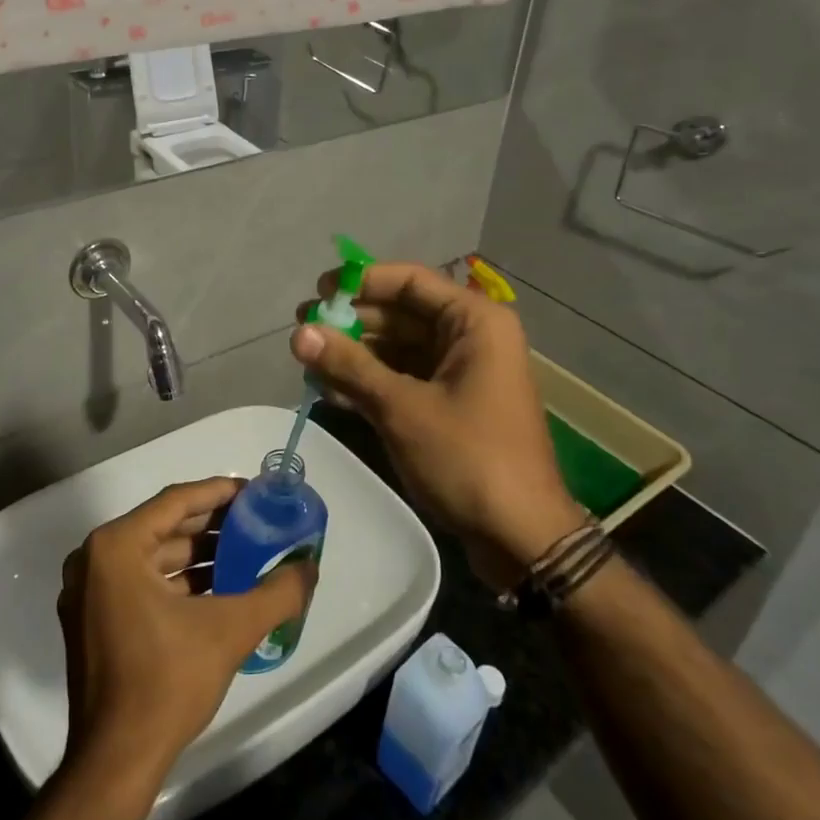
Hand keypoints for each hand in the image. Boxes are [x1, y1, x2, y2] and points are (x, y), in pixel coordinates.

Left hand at [57, 478, 315, 789]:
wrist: (115, 764)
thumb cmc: (166, 684)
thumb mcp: (231, 631)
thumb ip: (277, 593)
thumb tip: (310, 566)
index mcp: (115, 547)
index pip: (176, 502)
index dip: (219, 492)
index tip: (254, 491)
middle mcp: (93, 559)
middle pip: (164, 527)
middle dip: (212, 524)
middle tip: (256, 520)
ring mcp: (88, 592)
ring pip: (153, 555)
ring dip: (198, 554)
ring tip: (244, 552)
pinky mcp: (92, 620)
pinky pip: (141, 581)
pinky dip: (178, 580)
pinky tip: (217, 587)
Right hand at [292, 262, 584, 587]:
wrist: (521, 537)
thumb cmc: (468, 458)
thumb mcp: (402, 408)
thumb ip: (349, 365)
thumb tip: (298, 333)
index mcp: (474, 322)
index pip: (411, 281)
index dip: (362, 281)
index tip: (319, 291)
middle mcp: (471, 338)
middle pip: (402, 314)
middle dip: (352, 322)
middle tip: (303, 331)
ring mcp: (461, 374)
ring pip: (398, 349)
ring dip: (355, 355)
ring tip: (307, 361)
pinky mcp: (451, 405)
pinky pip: (404, 379)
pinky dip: (370, 382)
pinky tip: (328, 390)